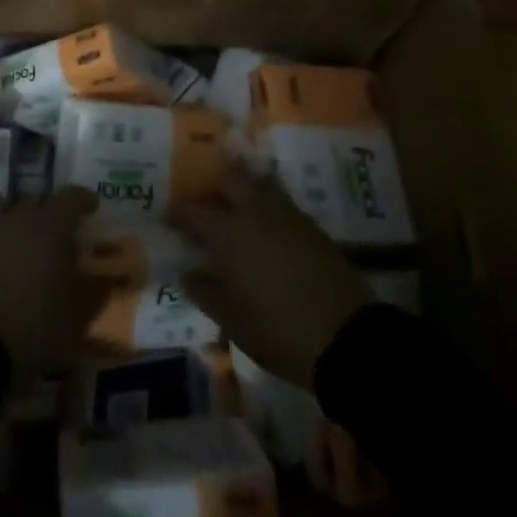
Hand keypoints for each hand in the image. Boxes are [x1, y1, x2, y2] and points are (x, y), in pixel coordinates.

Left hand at [0, 187, 108, 378]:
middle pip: (37, 206)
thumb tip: (105, 279)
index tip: (92, 208)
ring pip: (10, 223)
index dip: (84, 200)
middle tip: (61, 241)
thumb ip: (95, 292)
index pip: (71, 197)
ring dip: (23, 236)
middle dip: (51, 218)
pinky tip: (3, 280)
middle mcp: (16, 220)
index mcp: (50, 226)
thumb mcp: (78, 318)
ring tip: (31, 263)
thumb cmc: (35, 327)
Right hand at [169, 165, 375, 389]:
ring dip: (244, 189)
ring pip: (260, 184)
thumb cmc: (279, 332)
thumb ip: (205, 291)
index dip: (178, 213)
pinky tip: (266, 228)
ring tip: (236, 209)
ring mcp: (288, 216)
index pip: (194, 211)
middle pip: (231, 177)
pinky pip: (282, 202)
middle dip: (214, 183)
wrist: (347, 339)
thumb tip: (188, 272)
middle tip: (206, 202)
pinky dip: (268, 206)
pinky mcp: (312, 227)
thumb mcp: (232, 321)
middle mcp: (256, 213)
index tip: (168, 219)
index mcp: (230, 234)